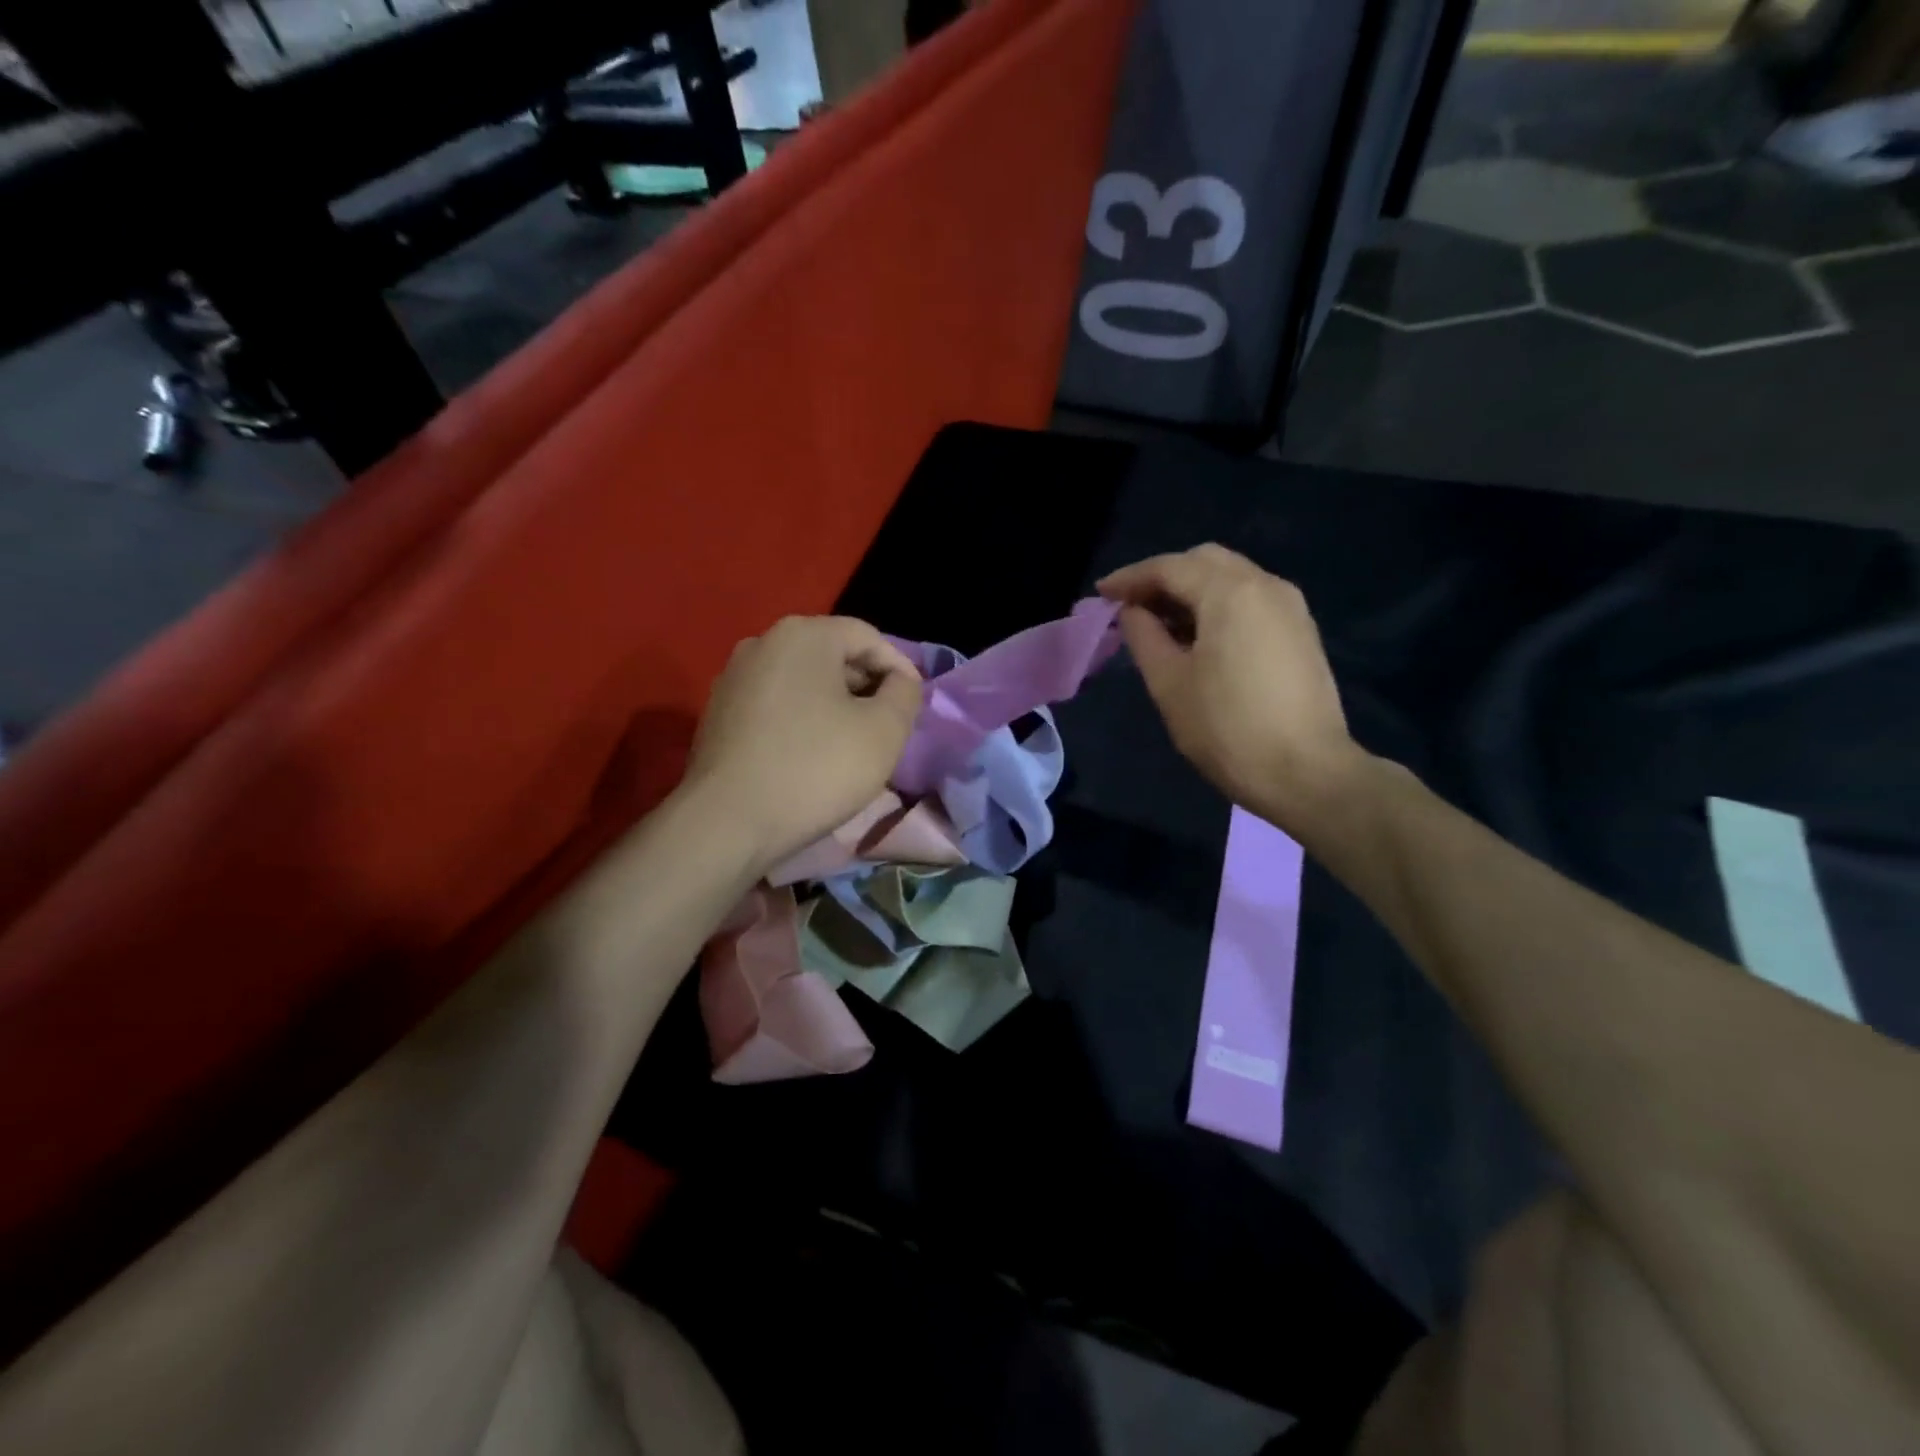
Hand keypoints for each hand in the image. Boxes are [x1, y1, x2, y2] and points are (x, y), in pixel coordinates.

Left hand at [683, 616, 922, 877]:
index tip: (914, 707)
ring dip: (835, 706)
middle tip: (887, 727)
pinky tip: (811, 756)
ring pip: (803, 682)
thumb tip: (899, 681)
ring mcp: (733, 678)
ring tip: (853, 744)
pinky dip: (802, 721)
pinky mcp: (718, 713)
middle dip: (866, 688)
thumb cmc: (816, 769)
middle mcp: (762, 642)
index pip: (868, 637)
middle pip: (832, 655)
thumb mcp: (884, 731)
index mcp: (804, 634)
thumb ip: (905, 694)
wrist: (728, 823)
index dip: (900, 669)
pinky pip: (776, 705)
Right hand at [1098, 545, 1369, 836]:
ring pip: (1231, 578)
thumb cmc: (1227, 728)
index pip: (1169, 567)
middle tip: (1131, 607)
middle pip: (1204, 561)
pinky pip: (1250, 600)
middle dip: (1163, 578)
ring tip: (1160, 625)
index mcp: (1230, 592)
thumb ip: (1143, 637)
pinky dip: (1217, 606)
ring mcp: (1290, 607)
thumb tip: (1132, 612)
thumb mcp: (1169, 684)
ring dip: (1191, 591)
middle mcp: (1266, 585)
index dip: (1130, 578)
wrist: (1306, 772)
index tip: (1101, 594)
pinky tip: (1198, 638)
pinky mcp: (1301, 632)